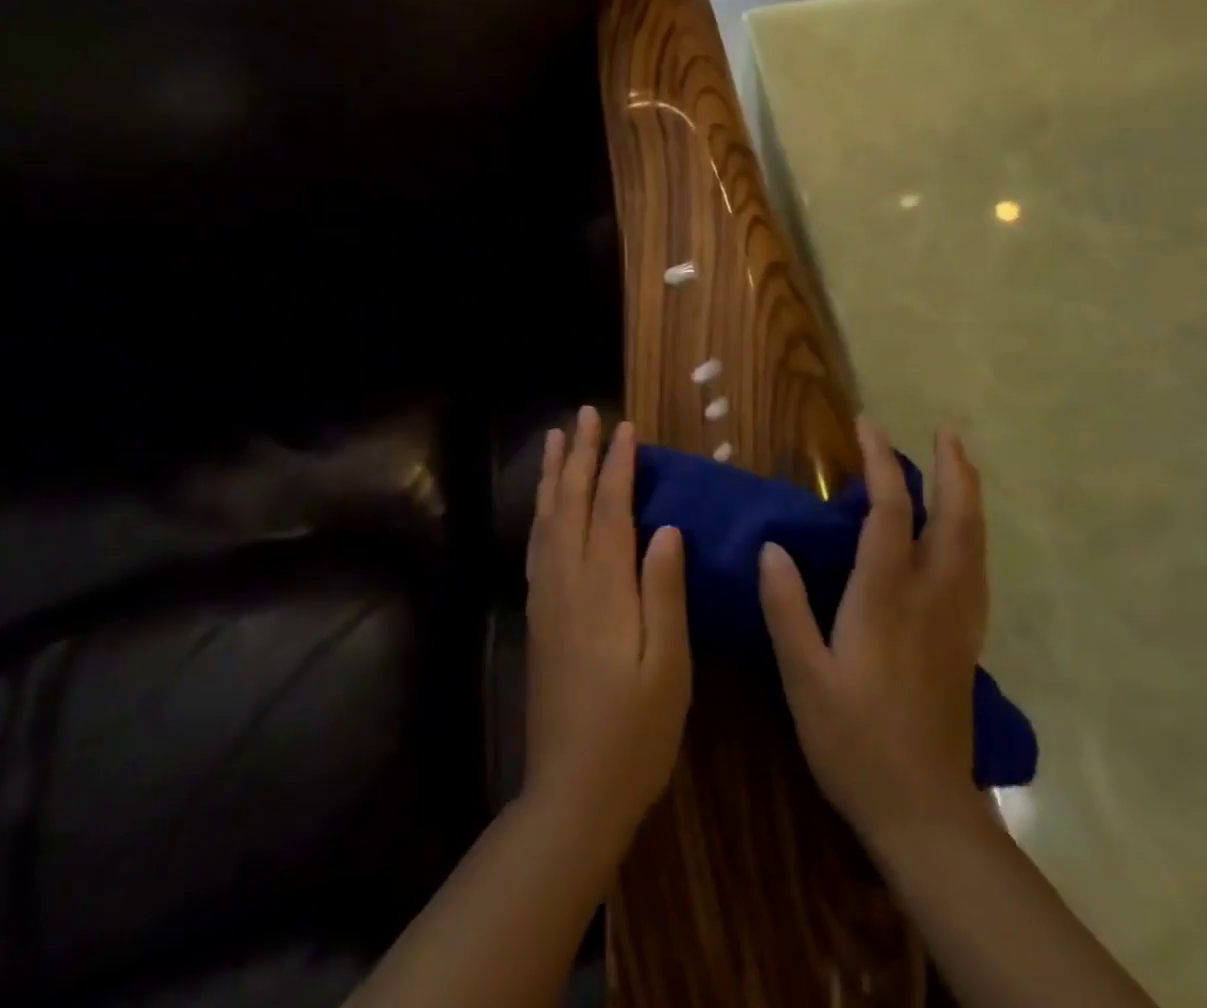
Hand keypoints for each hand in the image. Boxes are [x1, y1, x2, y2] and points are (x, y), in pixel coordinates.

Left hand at [525, 407, 691, 850]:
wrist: (572, 792)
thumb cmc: (636, 731)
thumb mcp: (669, 665)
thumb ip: (665, 592)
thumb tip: (667, 528)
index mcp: (605, 588)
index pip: (611, 509)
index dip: (619, 465)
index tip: (627, 428)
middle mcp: (569, 581)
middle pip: (573, 503)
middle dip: (581, 455)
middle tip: (586, 414)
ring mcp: (547, 599)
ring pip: (548, 520)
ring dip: (555, 475)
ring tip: (557, 440)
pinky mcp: (539, 618)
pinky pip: (537, 547)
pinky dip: (542, 513)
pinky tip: (546, 506)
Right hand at [758, 420, 986, 849]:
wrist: (924, 811)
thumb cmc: (853, 741)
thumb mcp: (803, 677)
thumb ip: (786, 609)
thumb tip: (772, 547)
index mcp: (886, 597)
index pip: (890, 511)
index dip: (881, 463)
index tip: (867, 426)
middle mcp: (932, 596)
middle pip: (956, 517)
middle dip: (953, 469)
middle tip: (946, 431)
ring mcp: (958, 619)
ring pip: (975, 541)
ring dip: (969, 495)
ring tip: (960, 465)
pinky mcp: (968, 641)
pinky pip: (977, 568)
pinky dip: (973, 533)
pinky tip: (962, 534)